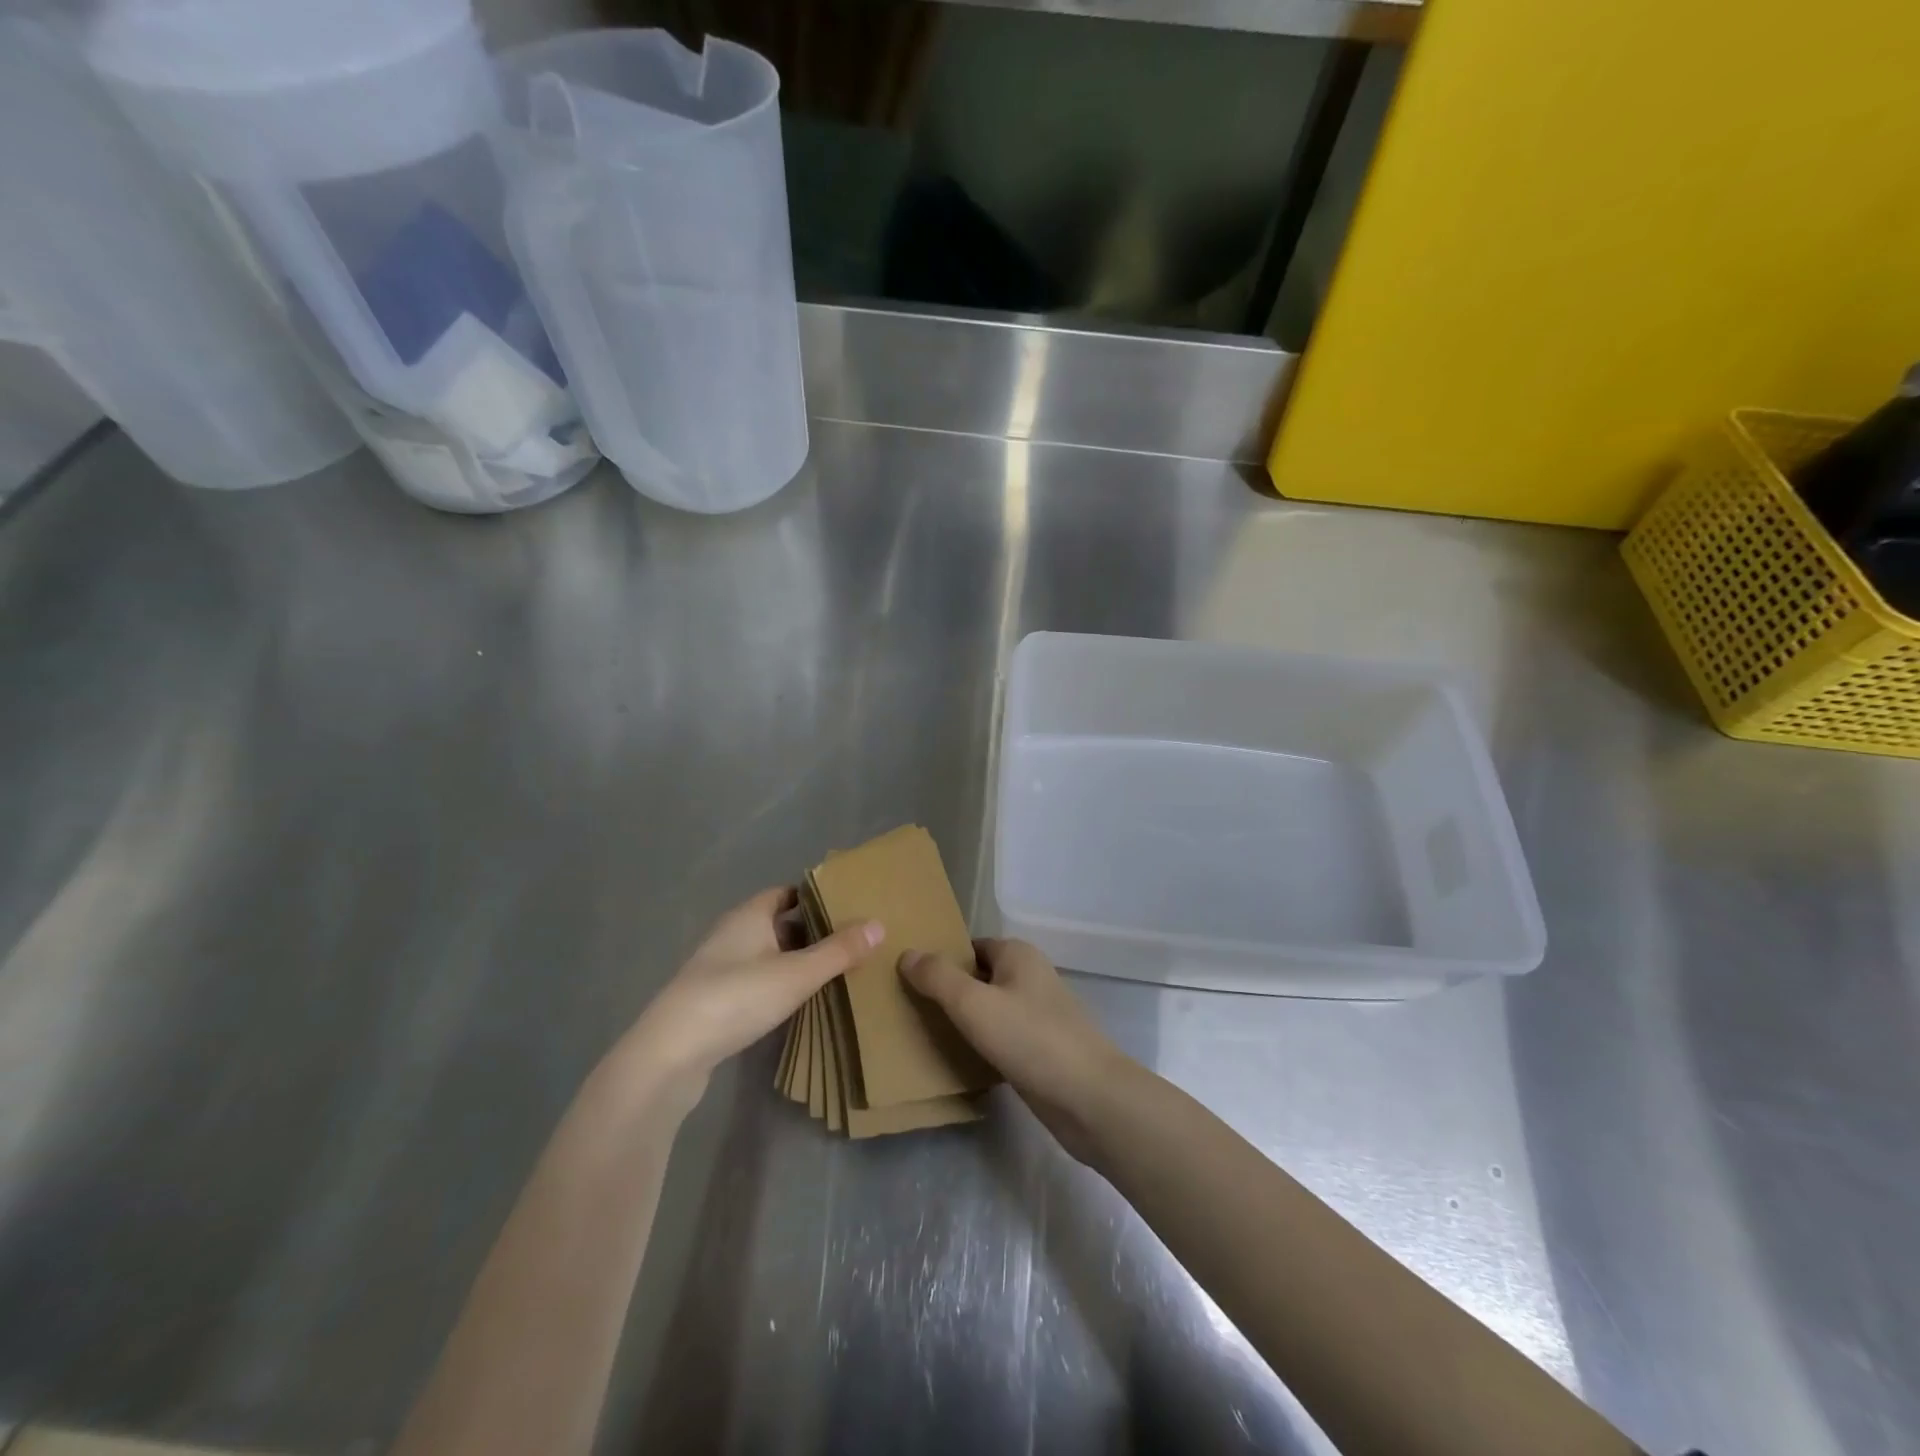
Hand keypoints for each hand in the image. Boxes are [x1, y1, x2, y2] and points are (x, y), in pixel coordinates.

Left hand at [618, 888, 880, 1102]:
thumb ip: (838, 951)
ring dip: (794, 959)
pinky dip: (778, 982)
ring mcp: (719, 968)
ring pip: (766, 953)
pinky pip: (755, 979)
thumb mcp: (796, 974)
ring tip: (834, 969)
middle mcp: (732, 933)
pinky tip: (797, 1000)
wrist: (670, 1053)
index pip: (786, 893)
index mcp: (749, 915)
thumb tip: (879, 924)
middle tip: (851, 938)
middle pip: (777, 922)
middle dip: (811, 929)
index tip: (847, 904)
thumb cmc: (736, 997)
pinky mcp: (713, 1000)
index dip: (815, 896)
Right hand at [899, 939, 1137, 1163]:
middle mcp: (1030, 977)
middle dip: (948, 992)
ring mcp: (1039, 1014)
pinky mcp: (1042, 1049)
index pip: (969, 947)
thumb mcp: (974, 1004)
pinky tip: (959, 1062)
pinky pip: (1002, 1038)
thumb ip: (938, 977)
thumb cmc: (1030, 1039)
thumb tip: (907, 953)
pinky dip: (981, 1045)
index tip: (907, 979)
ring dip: (964, 1021)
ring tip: (925, 1035)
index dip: (941, 960)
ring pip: (990, 1010)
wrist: (1090, 1098)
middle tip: (909, 1009)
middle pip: (979, 977)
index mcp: (1018, 954)